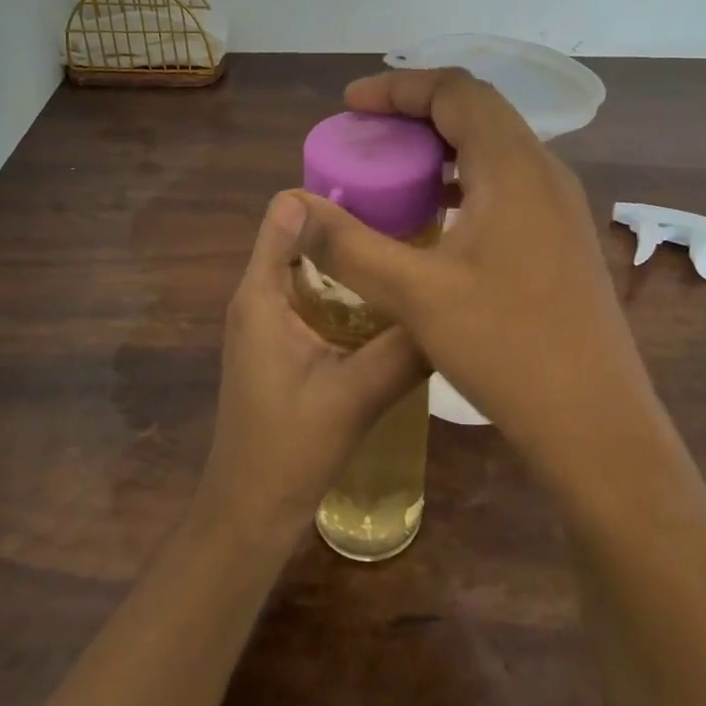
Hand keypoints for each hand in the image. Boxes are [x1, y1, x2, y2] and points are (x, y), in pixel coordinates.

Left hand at [194, 192, 429, 541]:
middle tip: (416, 225)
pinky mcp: (283, 342)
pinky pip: (316, 296)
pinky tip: (393, 303)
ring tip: (412, 256)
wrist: (251, 510)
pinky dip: (350, 290)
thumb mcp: (356, 395)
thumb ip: (404, 348)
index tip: (388, 195)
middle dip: (352, 226)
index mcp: (262, 294)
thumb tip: (454, 301)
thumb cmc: (290, 449)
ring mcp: (270, 320)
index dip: (331, 197)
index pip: (286, 213)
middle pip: (303, 235)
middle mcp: (260, 296)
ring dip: (354, 260)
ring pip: (313, 267)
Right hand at [296, 70, 658, 471]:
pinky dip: (465, 181)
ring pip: (496, 148)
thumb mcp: (415, 295)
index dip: (399, 88)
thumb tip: (294, 207)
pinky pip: (508, 184)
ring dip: (443, 147)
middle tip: (368, 132)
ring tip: (394, 169)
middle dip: (417, 111)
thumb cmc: (507, 348)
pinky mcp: (562, 237)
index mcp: (514, 167)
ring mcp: (560, 206)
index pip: (456, 91)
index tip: (351, 104)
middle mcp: (545, 172)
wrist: (595, 421)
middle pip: (478, 111)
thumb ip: (349, 246)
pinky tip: (437, 218)